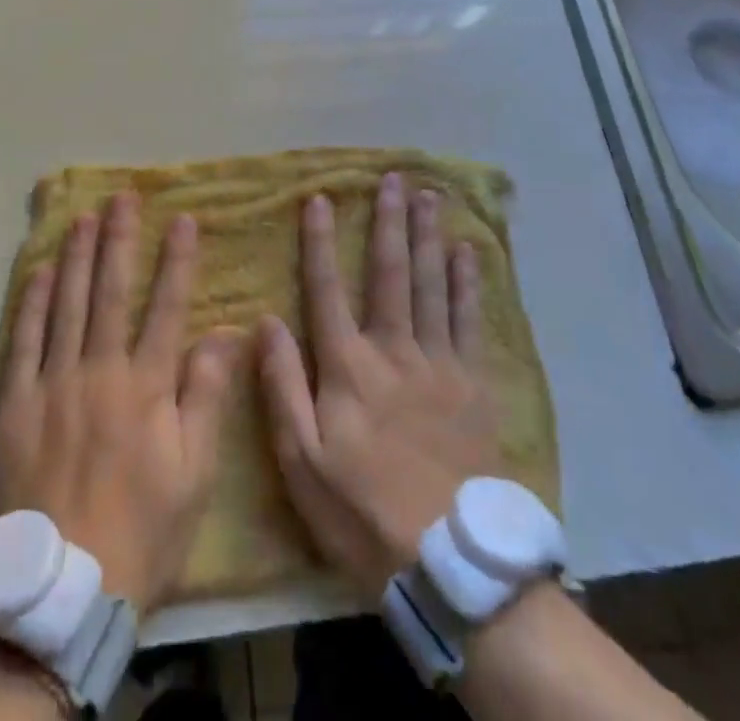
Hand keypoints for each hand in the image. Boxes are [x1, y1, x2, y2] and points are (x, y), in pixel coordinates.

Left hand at [0, 191, 242, 611]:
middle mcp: (99, 370)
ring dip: (76, 256)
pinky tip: (40, 271)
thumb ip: (206, 395)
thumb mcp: (194, 472)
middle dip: (119, 239)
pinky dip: (31, 303)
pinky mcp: (13, 404)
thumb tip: (225, 331)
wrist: (61, 587)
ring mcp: (51, 384)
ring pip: (66, 305)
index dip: (177, 259)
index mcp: (146, 385)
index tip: (183, 219)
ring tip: (84, 217)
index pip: (166, 306)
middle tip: (123, 197)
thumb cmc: (142, 529)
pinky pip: (22, 341)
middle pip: (110, 291)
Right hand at [257, 173, 500, 597]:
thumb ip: (282, 386)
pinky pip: (469, 319)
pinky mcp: (473, 382)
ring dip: (428, 236)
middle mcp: (394, 350)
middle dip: (388, 222)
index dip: (320, 241)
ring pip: (431, 284)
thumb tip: (266, 321)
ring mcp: (439, 362)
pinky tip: (468, 251)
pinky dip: (468, 282)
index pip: (327, 289)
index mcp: (348, 367)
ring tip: (429, 196)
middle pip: (389, 273)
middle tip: (393, 178)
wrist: (448, 560)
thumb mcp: (301, 461)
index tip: (319, 198)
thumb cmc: (362, 511)